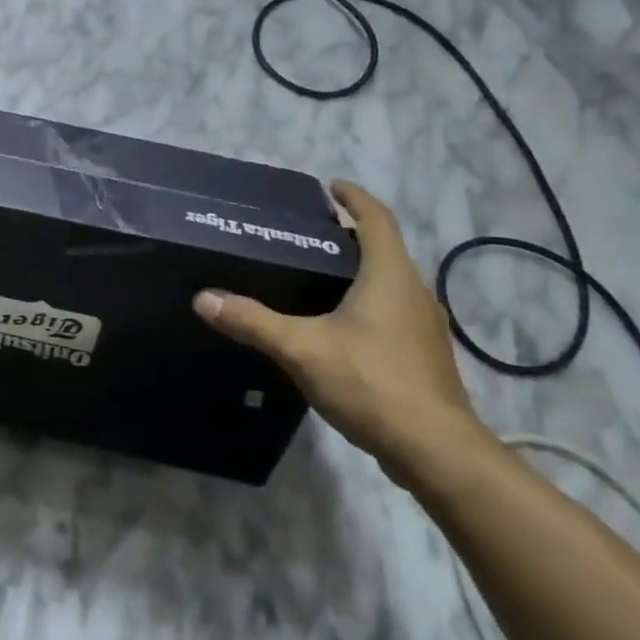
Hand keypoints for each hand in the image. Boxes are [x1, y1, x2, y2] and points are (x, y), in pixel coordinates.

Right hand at [193, 180, 494, 489]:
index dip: (355, 198)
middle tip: (306, 235)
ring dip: (359, 271)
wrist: (436, 452)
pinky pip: (392, 312)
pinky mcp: (423, 356)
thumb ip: (252, 321)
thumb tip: (203, 298)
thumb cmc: (373, 383)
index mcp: (390, 276)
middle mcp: (414, 293)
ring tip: (316, 276)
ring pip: (390, 283)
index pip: (377, 220)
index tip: (330, 187)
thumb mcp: (302, 348)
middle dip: (349, 236)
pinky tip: (338, 326)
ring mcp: (424, 328)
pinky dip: (367, 302)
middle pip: (383, 250)